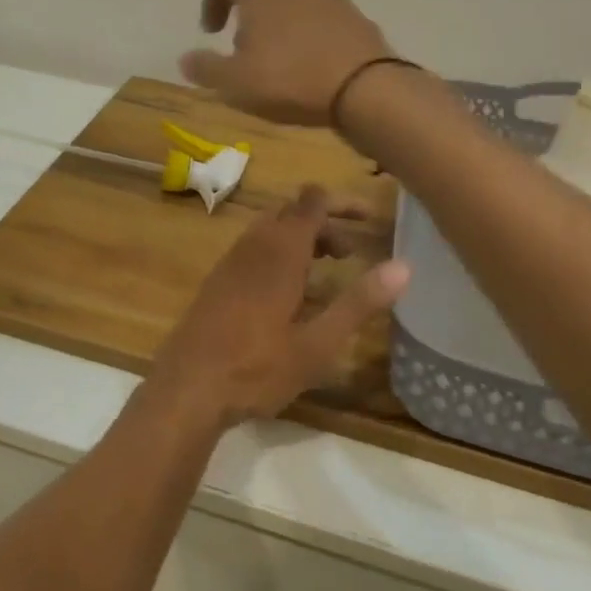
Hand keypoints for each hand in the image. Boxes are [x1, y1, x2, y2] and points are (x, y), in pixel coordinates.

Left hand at [147, 186, 410, 430]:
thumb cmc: (256, 369)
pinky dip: (278, 253)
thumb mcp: (317, 344)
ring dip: (301, 238)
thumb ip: (358, 303)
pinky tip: (289, 292)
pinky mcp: (217, 281)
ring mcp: (229, 262)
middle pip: (291, 212)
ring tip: (326, 268)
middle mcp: (252, 247)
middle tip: (350, 253)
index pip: (312, 202)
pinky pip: (253, 249)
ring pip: (269, 229)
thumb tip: (403, 267)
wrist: (186, 388)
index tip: (369, 217)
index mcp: (279, 253)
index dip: (342, 202)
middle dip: (324, 222)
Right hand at [179, 0, 391, 126]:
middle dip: (247, 10)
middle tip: (242, 48)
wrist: (366, 89)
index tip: (213, 30)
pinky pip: (319, 15)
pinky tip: (305, 66)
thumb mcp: (235, 82)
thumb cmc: (289, 78)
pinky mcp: (354, 13)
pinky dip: (305, 32)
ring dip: (277, 21)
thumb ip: (206, 68)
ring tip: (274, 61)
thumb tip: (186, 60)